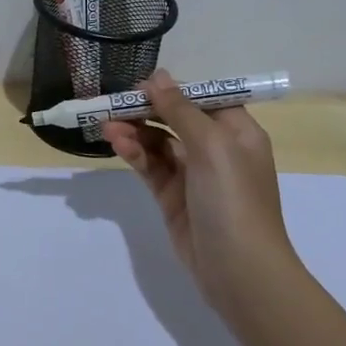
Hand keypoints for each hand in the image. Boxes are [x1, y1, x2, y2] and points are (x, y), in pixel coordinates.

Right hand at [103, 70, 299, 314]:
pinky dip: (135, 154)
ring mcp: (194, 175)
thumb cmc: (233, 199)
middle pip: (176, 119)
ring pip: (159, 143)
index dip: (172, 90)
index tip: (139, 86)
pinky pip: (151, 166)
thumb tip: (157, 76)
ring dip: (134, 132)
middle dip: (145, 111)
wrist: (239, 270)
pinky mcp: (173, 197)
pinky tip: (117, 144)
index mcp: (238, 132)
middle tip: (112, 105)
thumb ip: (180, 109)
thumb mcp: (211, 146)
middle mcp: (217, 149)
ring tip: (106, 127)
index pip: (203, 98)